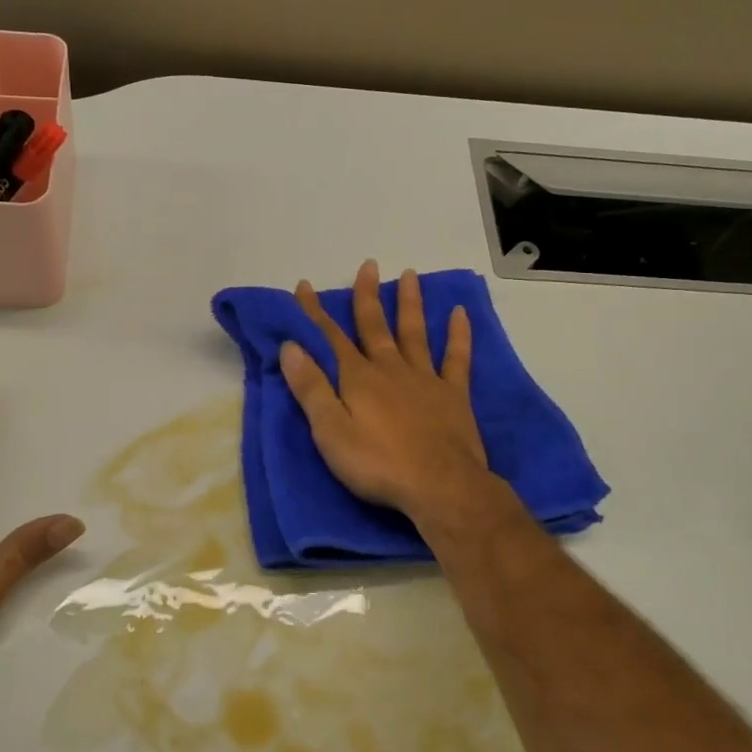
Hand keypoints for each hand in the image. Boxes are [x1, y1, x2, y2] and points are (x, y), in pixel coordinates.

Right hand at [279, 261, 491, 519]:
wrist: (439, 486)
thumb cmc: (377, 464)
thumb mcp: (330, 431)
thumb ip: (311, 388)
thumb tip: (291, 346)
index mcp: (358, 378)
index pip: (330, 337)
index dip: (315, 311)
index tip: (304, 286)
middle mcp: (390, 369)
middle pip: (374, 326)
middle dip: (367, 295)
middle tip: (368, 265)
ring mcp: (425, 379)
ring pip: (414, 333)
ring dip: (410, 303)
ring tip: (410, 275)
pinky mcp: (453, 395)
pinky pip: (456, 358)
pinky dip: (458, 334)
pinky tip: (460, 313)